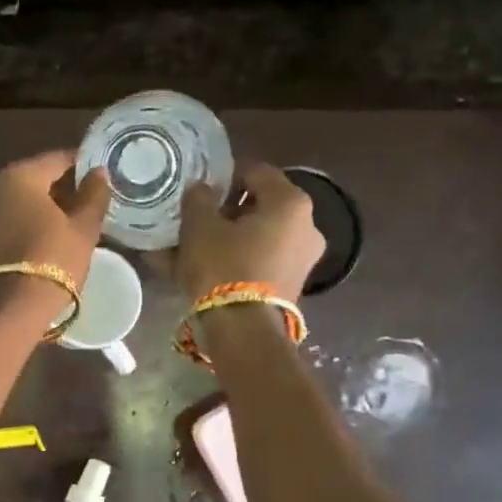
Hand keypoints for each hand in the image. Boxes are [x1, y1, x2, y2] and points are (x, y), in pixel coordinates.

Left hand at [0, 150, 110, 290]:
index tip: (92, 178)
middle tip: (74, 209)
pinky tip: (22, 250)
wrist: (3, 313)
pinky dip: (6, 233)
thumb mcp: (83, 231)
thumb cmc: (50, 264)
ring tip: (49, 232)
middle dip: (49, 191)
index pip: (54, 160)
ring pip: (4, 206)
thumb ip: (93, 196)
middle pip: (25, 181)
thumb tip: (98, 173)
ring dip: (25, 213)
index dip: (77, 166)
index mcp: (18, 176)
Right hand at [166, 162, 325, 302]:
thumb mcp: (200, 226)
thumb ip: (199, 199)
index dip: (224, 176)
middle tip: (196, 221)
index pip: (255, 171)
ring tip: (194, 249)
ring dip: (228, 238)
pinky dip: (236, 260)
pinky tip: (206, 270)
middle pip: (259, 207)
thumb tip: (203, 189)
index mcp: (290, 202)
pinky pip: (259, 261)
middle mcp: (307, 225)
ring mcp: (303, 258)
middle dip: (226, 212)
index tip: (200, 190)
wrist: (244, 330)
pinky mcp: (292, 285)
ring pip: (257, 237)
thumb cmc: (223, 267)